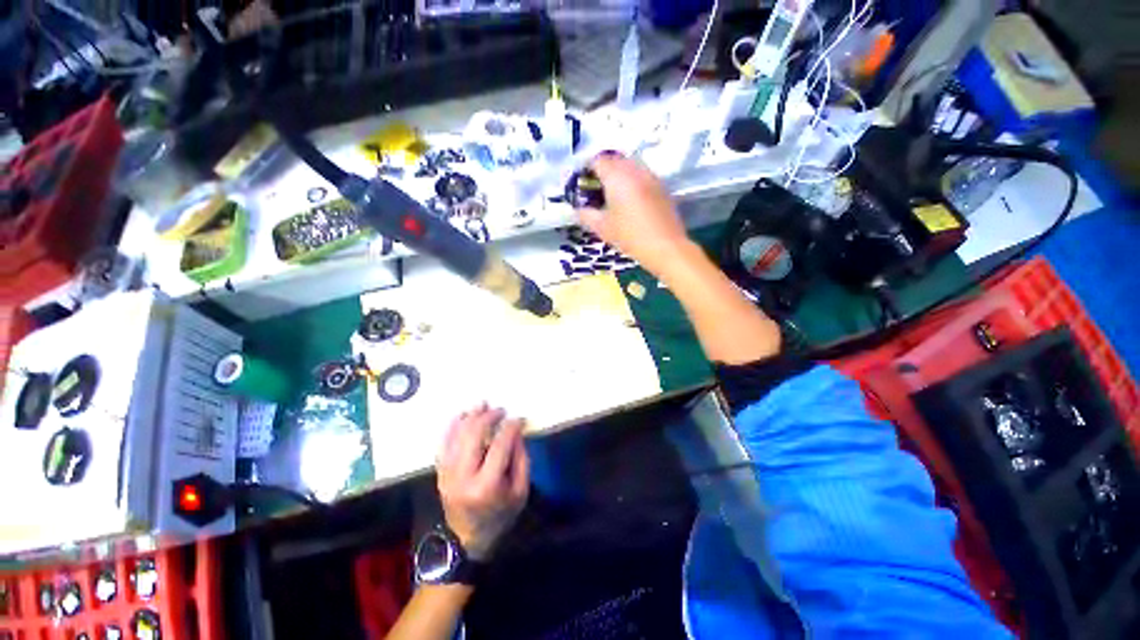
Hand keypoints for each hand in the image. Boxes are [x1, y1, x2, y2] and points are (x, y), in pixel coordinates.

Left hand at [436, 404, 528, 560]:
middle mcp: (463, 477)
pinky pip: (443, 443)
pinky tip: (462, 414)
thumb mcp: (521, 491)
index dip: (511, 427)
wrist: (467, 540)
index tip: (519, 418)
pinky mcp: (440, 472)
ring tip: (482, 405)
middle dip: (489, 416)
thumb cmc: (500, 515)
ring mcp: (447, 474)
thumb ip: (521, 458)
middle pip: (474, 434)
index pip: (500, 445)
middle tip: (500, 410)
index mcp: (487, 485)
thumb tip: (515, 431)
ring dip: (470, 416)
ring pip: (457, 435)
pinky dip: (452, 425)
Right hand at [575, 154, 694, 275]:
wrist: (665, 246)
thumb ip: (586, 215)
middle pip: (615, 159)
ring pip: (630, 165)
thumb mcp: (602, 228)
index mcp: (617, 176)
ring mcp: (651, 176)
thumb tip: (577, 209)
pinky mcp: (661, 186)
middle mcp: (634, 169)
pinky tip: (630, 200)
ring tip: (612, 194)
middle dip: (603, 169)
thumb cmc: (629, 236)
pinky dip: (632, 181)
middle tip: (595, 188)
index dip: (586, 168)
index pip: (597, 160)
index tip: (581, 182)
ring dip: (619, 174)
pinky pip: (642, 175)